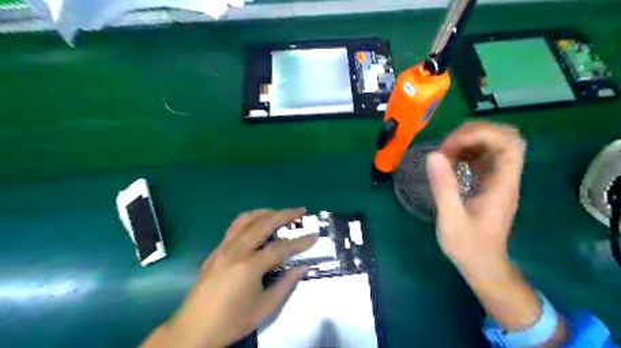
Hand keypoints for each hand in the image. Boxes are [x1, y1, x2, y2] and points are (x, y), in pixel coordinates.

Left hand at [149, 208, 315, 347]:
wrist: (193, 331)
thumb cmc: (231, 322)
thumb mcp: (264, 308)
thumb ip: (286, 284)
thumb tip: (302, 267)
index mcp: (249, 267)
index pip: (281, 248)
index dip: (300, 241)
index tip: (314, 236)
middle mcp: (235, 251)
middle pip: (263, 224)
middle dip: (285, 214)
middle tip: (300, 210)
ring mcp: (223, 248)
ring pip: (246, 220)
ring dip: (266, 212)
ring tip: (280, 212)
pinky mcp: (215, 251)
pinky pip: (235, 227)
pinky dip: (250, 220)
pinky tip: (258, 224)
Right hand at [427, 121, 551, 333]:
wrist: (483, 265)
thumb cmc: (468, 246)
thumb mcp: (451, 219)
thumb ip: (444, 187)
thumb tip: (433, 155)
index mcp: (502, 185)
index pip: (509, 143)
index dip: (482, 135)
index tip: (451, 146)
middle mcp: (504, 177)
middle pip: (503, 138)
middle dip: (473, 134)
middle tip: (446, 147)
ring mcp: (497, 179)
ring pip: (492, 145)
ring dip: (467, 142)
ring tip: (444, 154)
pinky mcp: (488, 183)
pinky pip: (481, 157)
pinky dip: (465, 153)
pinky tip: (448, 163)